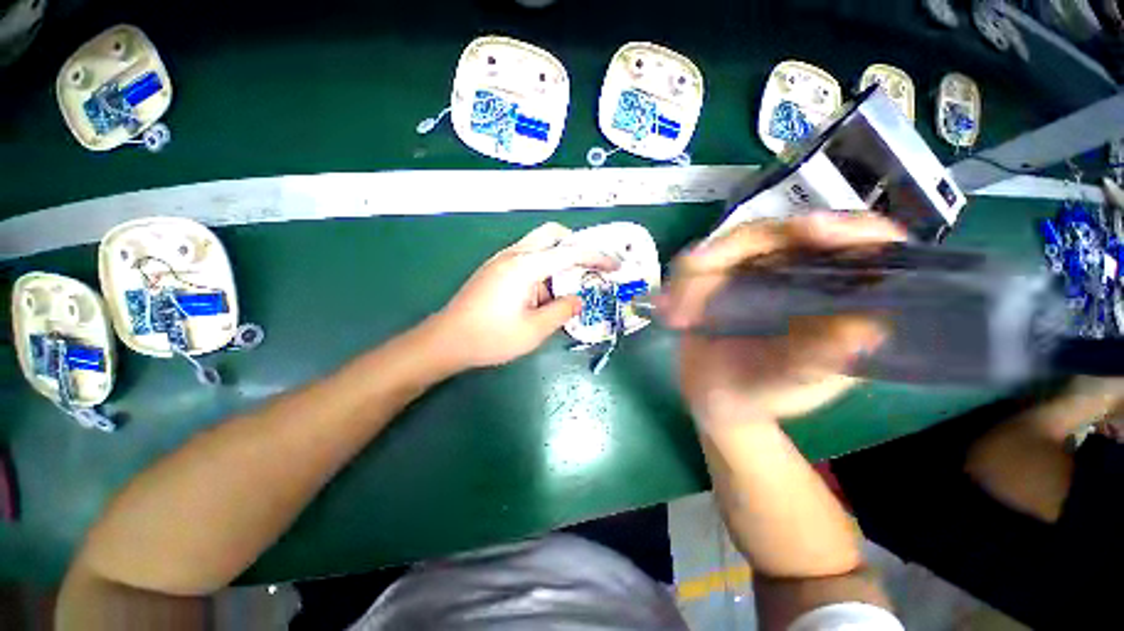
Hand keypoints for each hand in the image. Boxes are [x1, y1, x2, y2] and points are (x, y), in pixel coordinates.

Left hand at [427, 222, 618, 370]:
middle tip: (587, 269)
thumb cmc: (491, 338)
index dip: (596, 257)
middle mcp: (513, 254)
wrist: (446, 341)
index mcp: (525, 266)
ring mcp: (501, 260)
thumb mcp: (535, 330)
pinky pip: (526, 259)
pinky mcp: (495, 269)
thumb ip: (562, 310)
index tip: (615, 266)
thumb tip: (579, 299)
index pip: (569, 252)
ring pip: (538, 246)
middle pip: (551, 234)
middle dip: (574, 246)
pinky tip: (541, 296)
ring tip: (562, 292)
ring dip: (556, 262)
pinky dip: (542, 270)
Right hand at [660, 212, 906, 428]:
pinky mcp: (722, 275)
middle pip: (781, 233)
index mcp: (839, 299)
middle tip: (696, 268)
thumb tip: (864, 328)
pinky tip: (667, 306)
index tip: (811, 229)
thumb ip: (819, 360)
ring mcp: (758, 270)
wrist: (714, 396)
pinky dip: (680, 283)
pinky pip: (700, 263)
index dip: (848, 229)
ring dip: (694, 273)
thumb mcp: (790, 384)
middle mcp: (802, 274)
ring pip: (730, 244)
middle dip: (732, 249)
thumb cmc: (760, 394)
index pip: (866, 246)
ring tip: (676, 310)